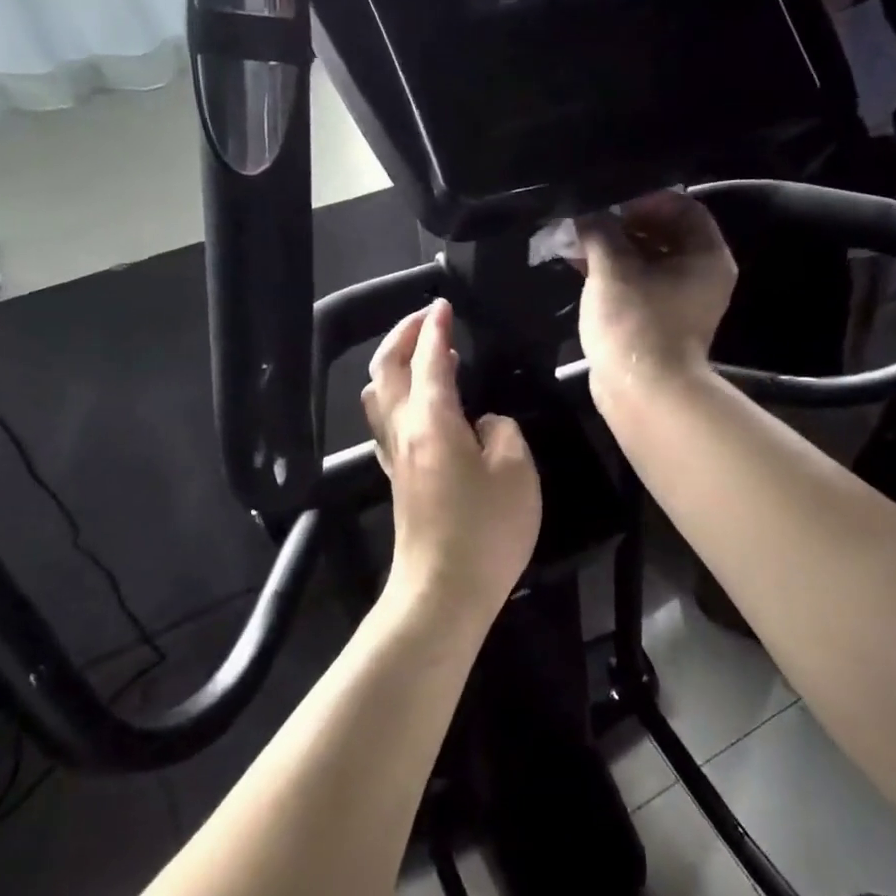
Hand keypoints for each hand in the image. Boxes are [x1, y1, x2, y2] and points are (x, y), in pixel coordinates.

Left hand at [362, 299, 539, 613]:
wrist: (442, 591)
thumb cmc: (485, 530)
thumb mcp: (517, 472)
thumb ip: (502, 432)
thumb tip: (484, 424)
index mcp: (433, 420)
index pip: (429, 359)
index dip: (435, 328)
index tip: (444, 304)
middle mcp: (404, 431)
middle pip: (387, 370)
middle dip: (403, 336)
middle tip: (427, 319)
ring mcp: (394, 457)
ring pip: (379, 397)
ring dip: (396, 366)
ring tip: (424, 357)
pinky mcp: (397, 480)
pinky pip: (387, 423)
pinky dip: (399, 398)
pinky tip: (422, 407)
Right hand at [574, 192, 737, 404]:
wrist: (642, 392)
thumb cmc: (635, 322)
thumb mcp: (613, 268)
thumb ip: (600, 231)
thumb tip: (587, 214)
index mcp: (706, 256)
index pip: (681, 207)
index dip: (644, 199)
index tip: (609, 201)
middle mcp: (700, 275)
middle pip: (663, 234)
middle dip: (622, 224)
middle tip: (587, 219)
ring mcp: (679, 302)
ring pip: (646, 261)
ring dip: (613, 249)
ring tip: (576, 240)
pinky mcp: (657, 321)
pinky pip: (637, 285)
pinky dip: (613, 273)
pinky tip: (580, 265)